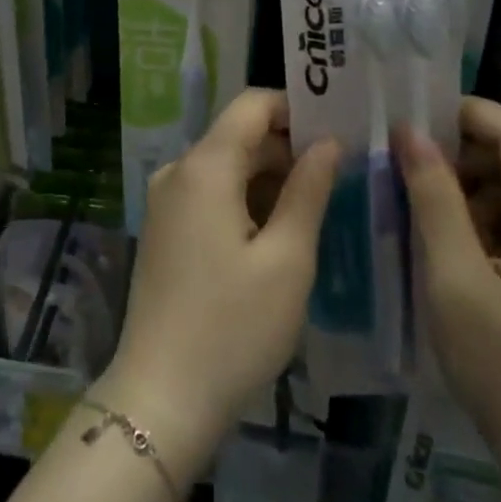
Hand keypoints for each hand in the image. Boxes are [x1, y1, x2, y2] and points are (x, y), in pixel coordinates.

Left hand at [98, 89, 342, 474]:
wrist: (160, 396)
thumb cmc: (233, 327)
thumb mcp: (287, 259)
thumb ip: (309, 190)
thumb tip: (329, 142)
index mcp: (204, 166)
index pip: (251, 104)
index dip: (294, 108)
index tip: (337, 128)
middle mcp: (178, 170)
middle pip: (238, 135)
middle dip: (287, 147)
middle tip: (340, 174)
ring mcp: (165, 200)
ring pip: (225, 166)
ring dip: (268, 177)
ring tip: (317, 206)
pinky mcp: (163, 228)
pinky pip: (209, 193)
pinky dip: (244, 199)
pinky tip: (277, 232)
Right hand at [396, 97, 500, 473]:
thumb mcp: (456, 279)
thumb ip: (435, 199)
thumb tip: (410, 133)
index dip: (467, 114)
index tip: (412, 117)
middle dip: (461, 150)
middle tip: (405, 160)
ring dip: (469, 183)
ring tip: (418, 196)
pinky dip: (484, 213)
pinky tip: (447, 234)